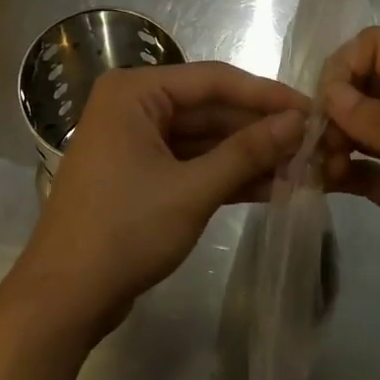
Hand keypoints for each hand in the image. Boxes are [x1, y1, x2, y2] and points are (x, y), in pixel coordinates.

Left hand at [12, 61, 307, 342]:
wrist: (64, 299)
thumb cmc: (124, 231)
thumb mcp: (192, 190)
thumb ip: (247, 152)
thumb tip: (299, 122)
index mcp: (134, 92)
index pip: (213, 79)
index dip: (267, 95)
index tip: (314, 109)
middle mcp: (134, 107)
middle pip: (210, 109)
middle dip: (261, 130)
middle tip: (314, 143)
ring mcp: (137, 143)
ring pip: (205, 139)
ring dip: (250, 155)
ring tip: (304, 166)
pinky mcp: (143, 176)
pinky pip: (193, 164)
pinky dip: (228, 176)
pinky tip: (274, 186)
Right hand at [321, 27, 379, 342]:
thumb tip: (330, 93)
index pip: (377, 48)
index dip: (345, 65)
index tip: (328, 104)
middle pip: (360, 85)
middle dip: (330, 105)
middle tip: (317, 143)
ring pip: (354, 128)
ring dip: (329, 140)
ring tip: (320, 170)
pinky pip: (357, 169)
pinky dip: (335, 172)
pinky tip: (318, 186)